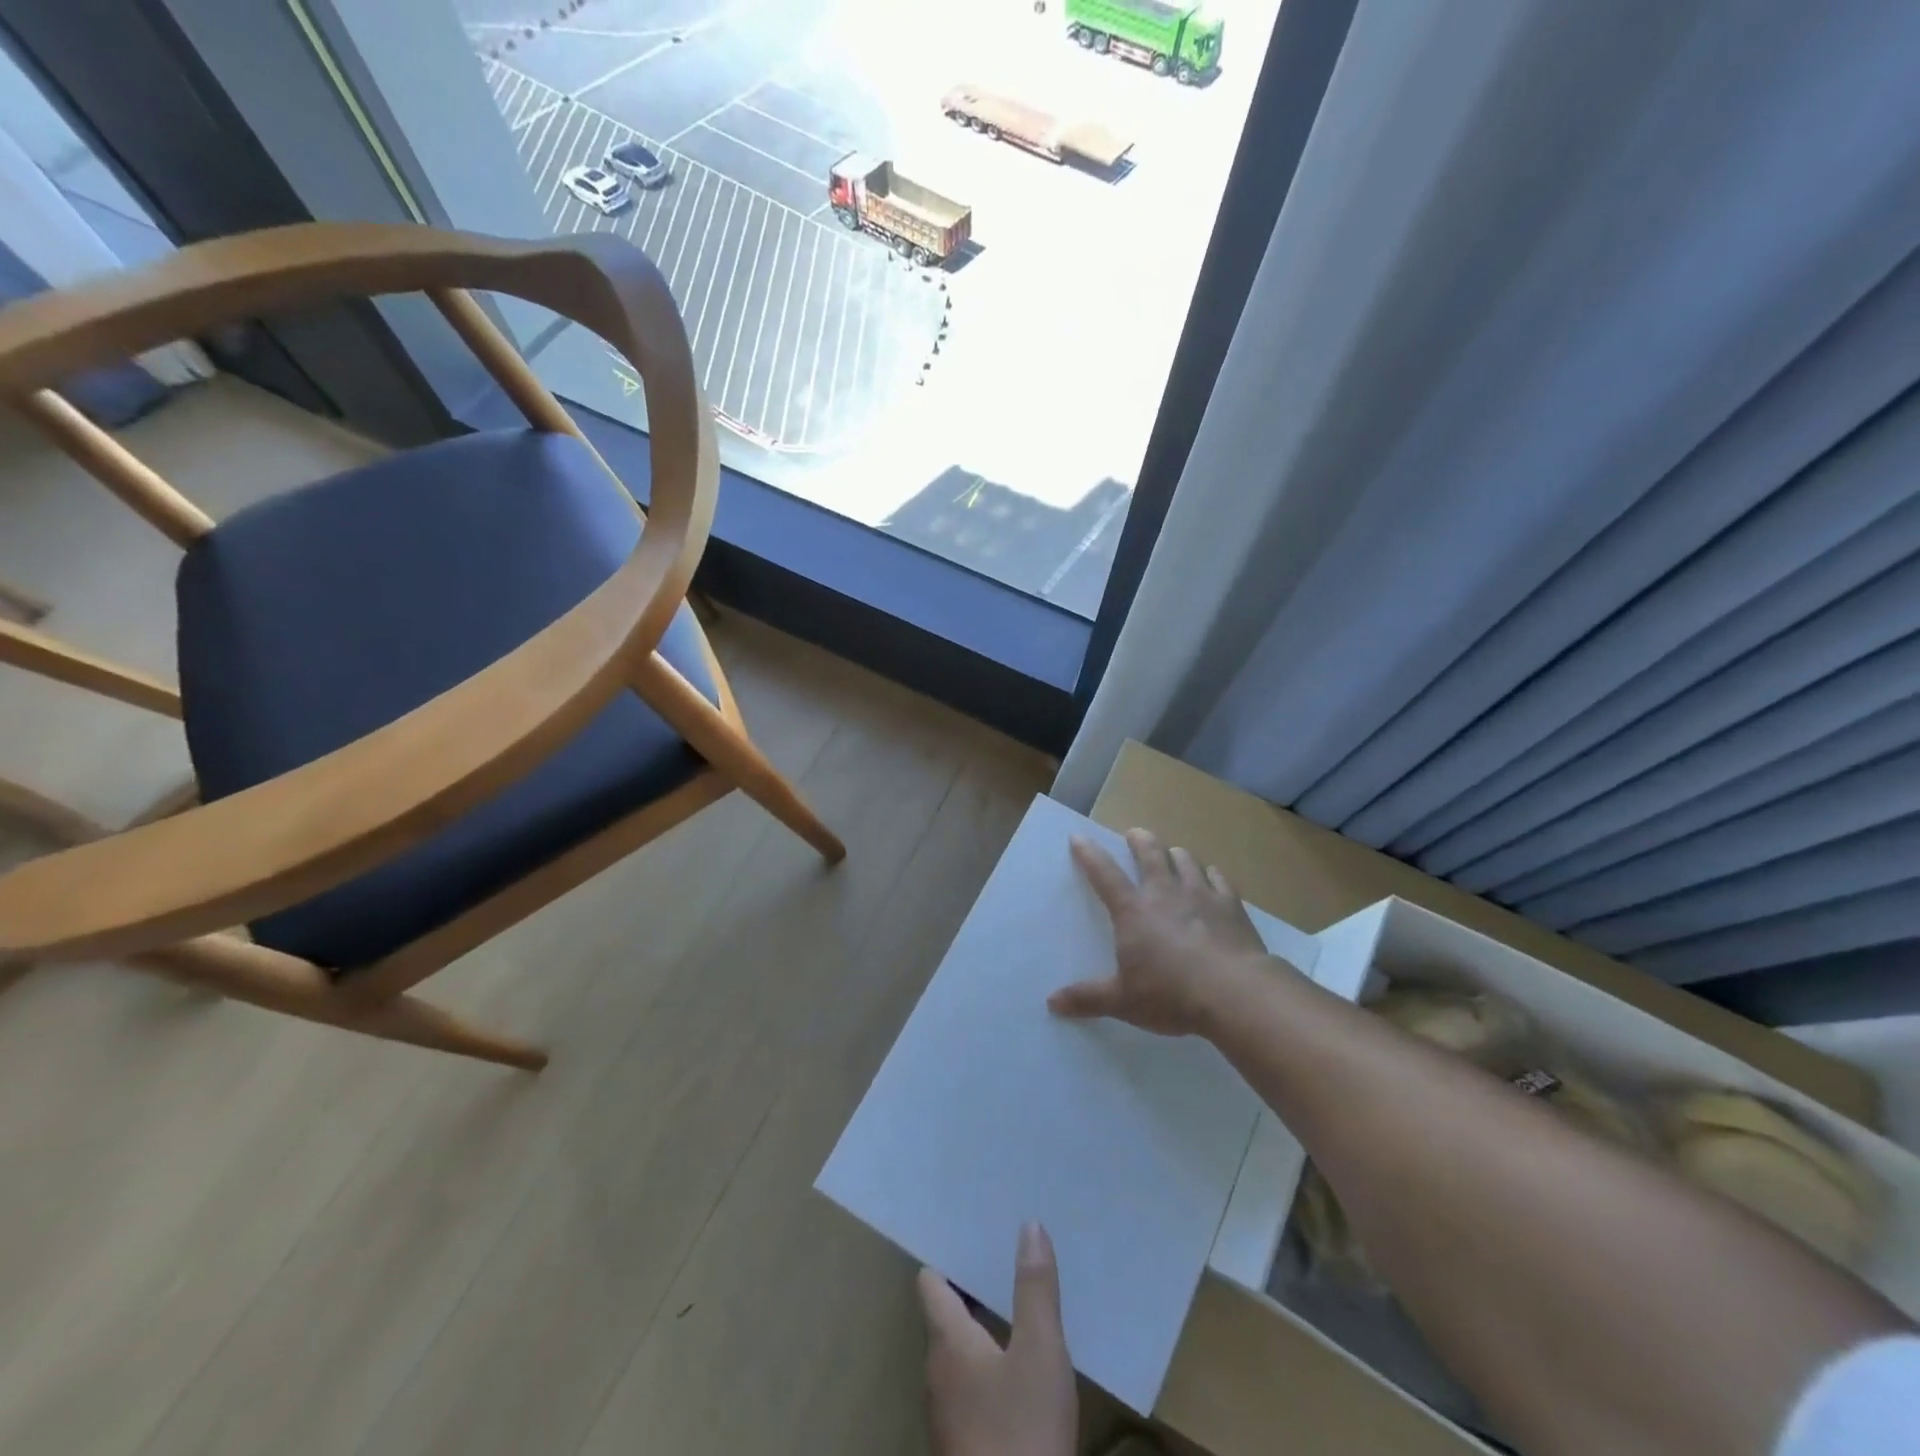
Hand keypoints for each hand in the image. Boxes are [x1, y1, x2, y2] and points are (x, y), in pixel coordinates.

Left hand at [919, 1223, 1076, 1455]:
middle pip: (944, 1313)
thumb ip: (1034, 1288)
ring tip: (1014, 1299)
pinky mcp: (966, 1442)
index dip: (948, 1254)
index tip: (970, 1228)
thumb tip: (1029, 1225)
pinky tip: (1020, 1362)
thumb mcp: (1040, 1351)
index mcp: (946, 1339)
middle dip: (971, 1285)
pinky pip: (970, 1384)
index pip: (931, 1282)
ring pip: (958, 1350)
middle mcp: (937, 1370)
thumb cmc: (1022, 1430)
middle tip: (1001, 1253)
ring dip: (982, 1324)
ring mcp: (948, 1412)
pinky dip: (989, 1362)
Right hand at [1049, 828, 1273, 1037]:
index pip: (1104, 873)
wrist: (1236, 993)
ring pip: (1186, 860)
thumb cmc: (1171, 994)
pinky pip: (1219, 879)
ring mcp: (1201, 894)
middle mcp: (1165, 892)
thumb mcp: (1123, 1001)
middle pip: (1150, 852)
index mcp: (1133, 910)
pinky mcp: (1232, 905)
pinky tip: (1212, 879)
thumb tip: (1052, 1002)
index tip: (1078, 837)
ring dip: (1176, 855)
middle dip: (1140, 840)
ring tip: (1173, 856)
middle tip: (1134, 835)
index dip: (1089, 853)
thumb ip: (1088, 998)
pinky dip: (1212, 876)